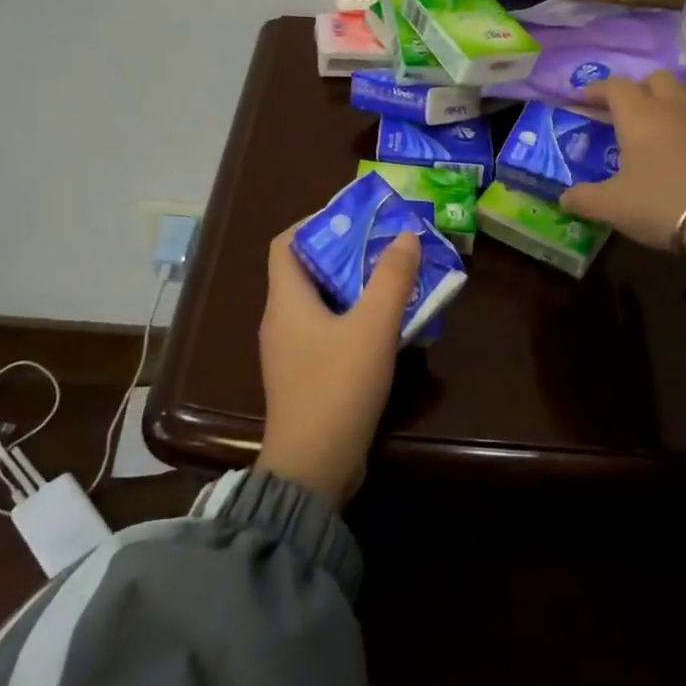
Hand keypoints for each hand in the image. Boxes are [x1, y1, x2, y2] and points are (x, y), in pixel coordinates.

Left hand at [256, 226, 420, 506]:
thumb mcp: (372, 328)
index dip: (314, 223)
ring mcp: (290, 352)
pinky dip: (352, 319)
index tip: (353, 219)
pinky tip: (385, 326)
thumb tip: (405, 236)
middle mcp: (280, 321)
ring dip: (353, 288)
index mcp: (286, 301)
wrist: (313, 467)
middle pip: (306, 271)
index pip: (285, 244)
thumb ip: (391, 279)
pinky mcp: (304, 376)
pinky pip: (327, 332)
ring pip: (320, 303)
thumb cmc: (337, 387)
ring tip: (392, 279)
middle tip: (385, 246)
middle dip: (345, 254)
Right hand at [561, 71, 685, 250]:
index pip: (613, 86)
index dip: (595, 90)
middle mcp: (672, 106)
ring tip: (654, 128)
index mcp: (638, 115)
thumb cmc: (659, 203)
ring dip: (664, 103)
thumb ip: (584, 198)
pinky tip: (682, 148)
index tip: (581, 100)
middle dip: (635, 89)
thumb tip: (564, 198)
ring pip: (681, 95)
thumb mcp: (611, 206)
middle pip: (653, 79)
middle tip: (622, 112)